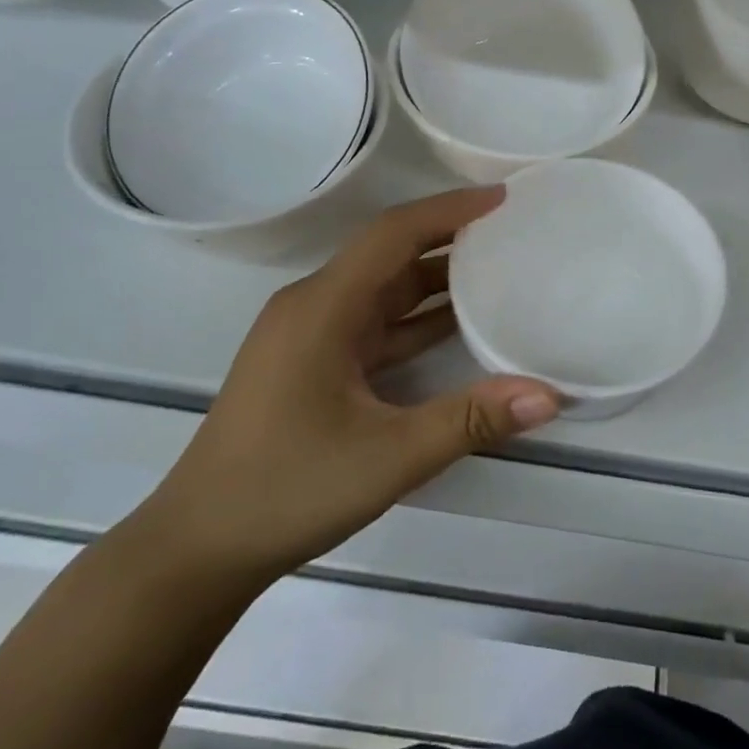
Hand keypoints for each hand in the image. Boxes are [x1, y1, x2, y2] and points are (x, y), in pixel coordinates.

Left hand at [141, 188, 559, 581]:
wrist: (198, 550)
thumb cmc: (287, 490)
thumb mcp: (389, 457)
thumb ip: (471, 420)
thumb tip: (550, 396)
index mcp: (322, 307)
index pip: (393, 234)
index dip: (449, 210)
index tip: (502, 199)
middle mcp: (313, 307)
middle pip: (388, 253)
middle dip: (448, 237)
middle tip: (510, 231)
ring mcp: (309, 336)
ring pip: (381, 288)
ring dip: (434, 277)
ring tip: (498, 268)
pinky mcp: (312, 363)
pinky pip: (373, 322)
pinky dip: (415, 317)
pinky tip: (458, 324)